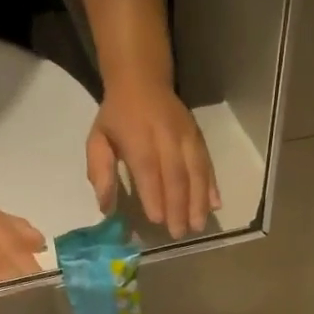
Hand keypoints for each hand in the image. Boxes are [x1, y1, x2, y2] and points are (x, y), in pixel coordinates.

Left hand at [86, 74, 219, 236]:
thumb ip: (100, 172)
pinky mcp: (199, 138)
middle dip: (179, 206)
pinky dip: (213, 185)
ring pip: (196, 170)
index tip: (157, 220)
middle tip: (179, 233)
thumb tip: (105, 207)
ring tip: (198, 226)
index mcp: (138, 137)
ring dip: (199, 201)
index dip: (154, 194)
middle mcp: (166, 136)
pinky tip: (216, 205)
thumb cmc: (117, 116)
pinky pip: (207, 164)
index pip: (148, 168)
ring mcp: (186, 136)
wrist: (142, 80)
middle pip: (175, 174)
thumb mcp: (98, 138)